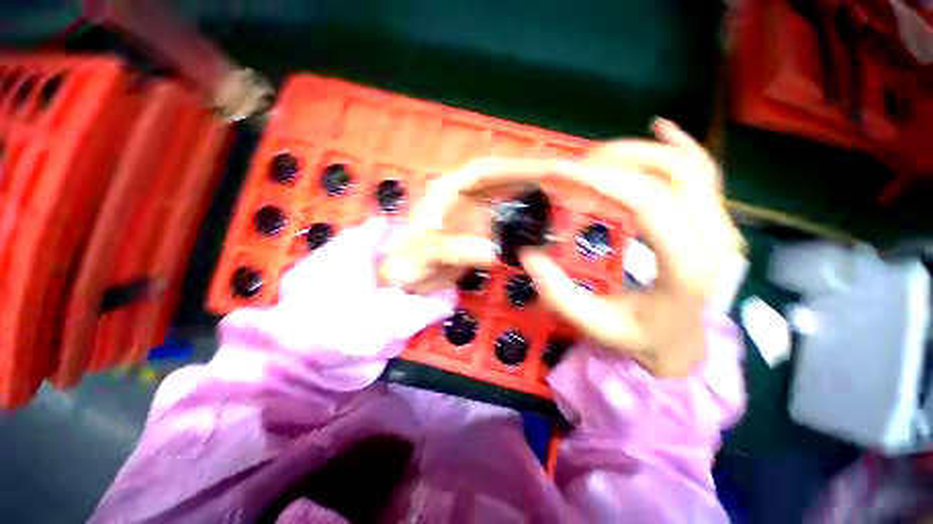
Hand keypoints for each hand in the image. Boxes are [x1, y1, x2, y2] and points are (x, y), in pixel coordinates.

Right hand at [380, 119, 742, 376]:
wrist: (684, 345)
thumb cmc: (640, 339)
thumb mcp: (592, 324)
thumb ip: (557, 292)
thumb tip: (527, 252)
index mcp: (685, 270)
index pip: (647, 205)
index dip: (600, 181)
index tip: (559, 173)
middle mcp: (714, 240)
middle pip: (669, 174)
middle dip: (611, 162)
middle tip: (569, 168)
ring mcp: (722, 226)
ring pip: (687, 165)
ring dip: (636, 152)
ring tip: (593, 157)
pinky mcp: (716, 220)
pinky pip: (705, 171)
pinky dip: (681, 144)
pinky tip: (659, 126)